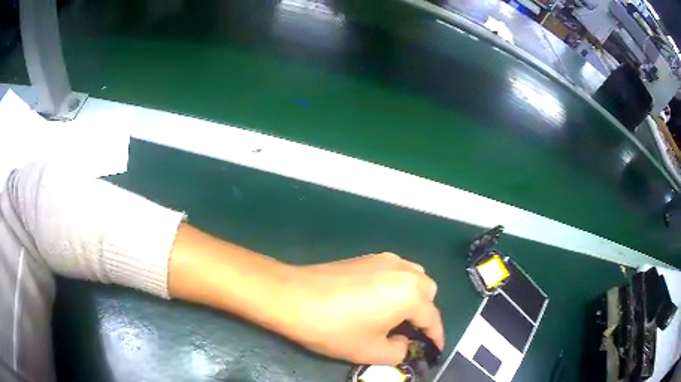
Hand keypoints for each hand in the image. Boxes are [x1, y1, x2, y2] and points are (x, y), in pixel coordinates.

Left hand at [281, 252, 443, 364]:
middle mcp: (403, 271)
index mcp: (410, 294)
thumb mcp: (370, 352)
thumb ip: (398, 352)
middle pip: (428, 292)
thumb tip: (403, 342)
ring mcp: (384, 260)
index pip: (433, 318)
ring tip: (396, 315)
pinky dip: (398, 285)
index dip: (436, 336)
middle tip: (409, 332)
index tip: (435, 349)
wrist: (293, 297)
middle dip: (425, 313)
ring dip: (414, 296)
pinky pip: (396, 269)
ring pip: (414, 276)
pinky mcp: (367, 257)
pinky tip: (379, 299)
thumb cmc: (334, 328)